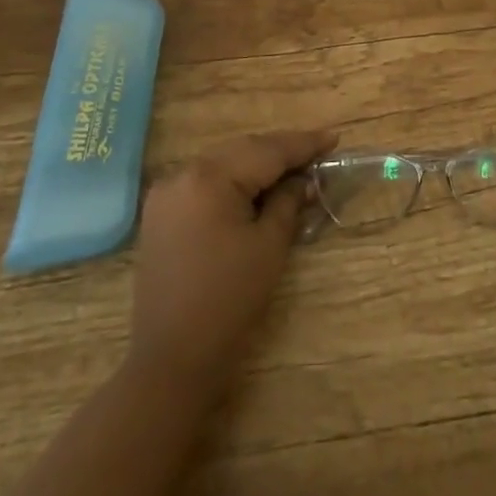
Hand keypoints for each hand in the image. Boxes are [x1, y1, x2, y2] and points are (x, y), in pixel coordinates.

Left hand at [128, 131, 332, 396]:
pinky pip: (206, 181)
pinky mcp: (161, 213)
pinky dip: (235, 180)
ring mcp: (167, 193)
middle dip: (281, 151)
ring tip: (295, 166)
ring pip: (224, 163)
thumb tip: (303, 179)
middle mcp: (182, 174)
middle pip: (243, 150)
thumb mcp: (270, 245)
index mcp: (209, 177)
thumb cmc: (229, 300)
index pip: (266, 151)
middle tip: (319, 151)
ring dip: (258, 164)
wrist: (173, 357)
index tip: (334, 138)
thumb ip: (288, 201)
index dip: (303, 144)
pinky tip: (259, 186)